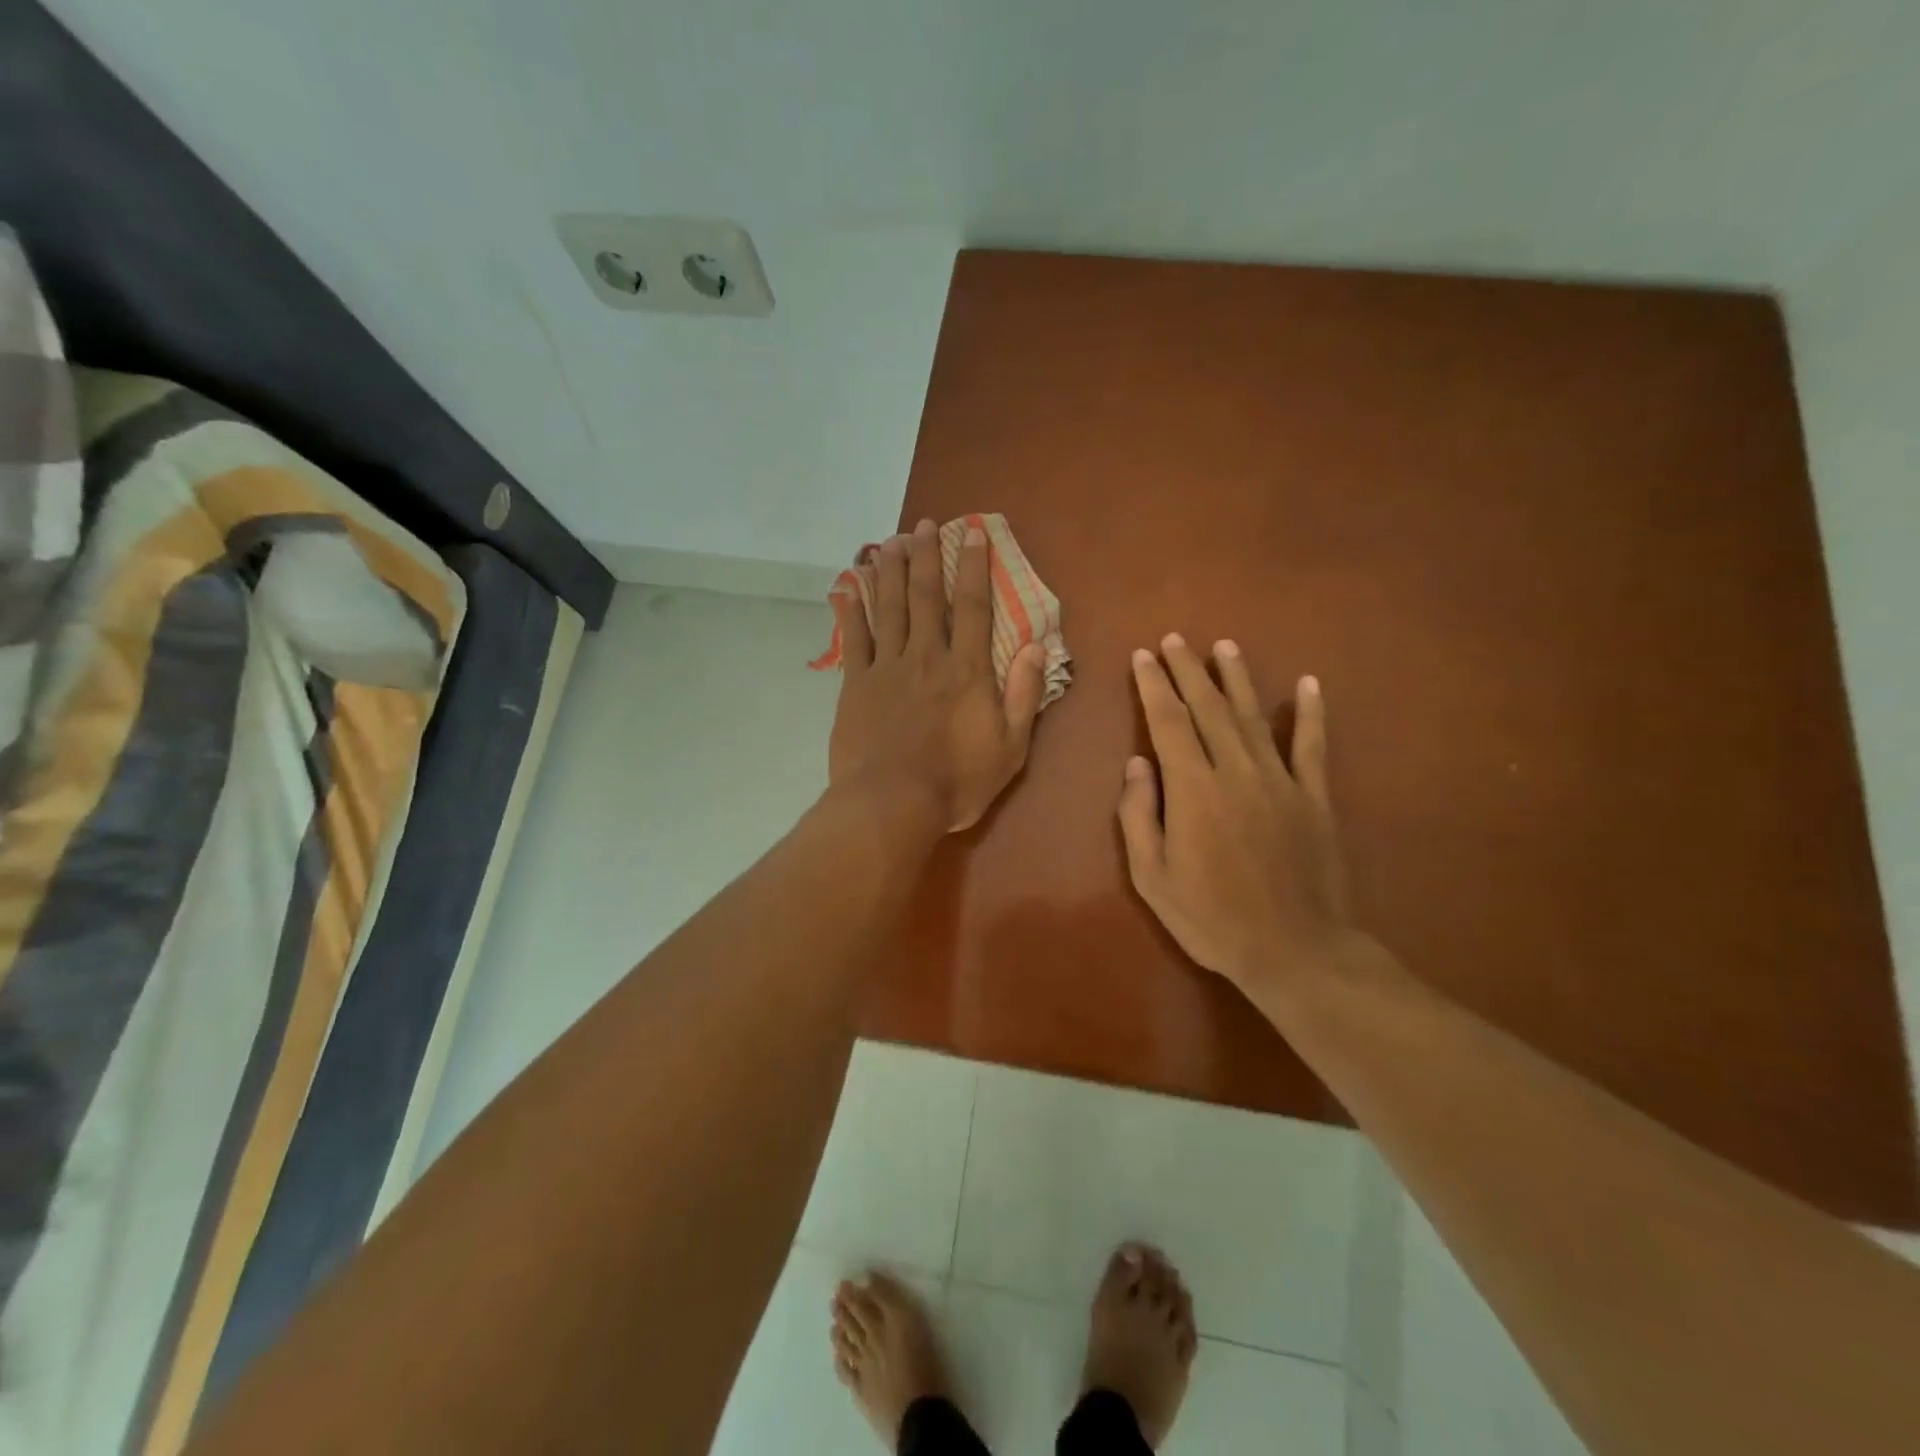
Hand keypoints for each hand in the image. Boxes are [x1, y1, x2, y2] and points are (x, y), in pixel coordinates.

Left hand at [828, 519, 1045, 832]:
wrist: (892, 804)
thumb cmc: (957, 782)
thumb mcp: (1011, 747)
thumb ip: (1025, 694)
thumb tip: (1040, 645)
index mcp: (967, 670)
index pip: (974, 607)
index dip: (974, 567)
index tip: (973, 533)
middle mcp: (927, 656)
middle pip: (927, 597)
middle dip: (927, 557)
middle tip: (923, 525)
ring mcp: (887, 667)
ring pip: (889, 608)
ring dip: (891, 571)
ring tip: (891, 541)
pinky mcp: (856, 684)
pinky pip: (854, 638)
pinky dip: (850, 609)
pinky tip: (848, 585)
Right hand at [1118, 634, 1352, 1003]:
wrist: (1294, 951)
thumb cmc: (1211, 918)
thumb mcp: (1152, 878)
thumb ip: (1139, 816)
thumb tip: (1136, 764)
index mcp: (1193, 790)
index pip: (1168, 722)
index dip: (1154, 686)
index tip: (1143, 656)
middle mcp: (1236, 772)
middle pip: (1208, 708)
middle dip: (1187, 670)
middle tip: (1174, 640)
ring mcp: (1280, 781)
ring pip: (1253, 717)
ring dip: (1236, 678)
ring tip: (1223, 646)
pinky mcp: (1314, 797)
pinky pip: (1312, 746)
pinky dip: (1311, 714)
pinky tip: (1309, 685)